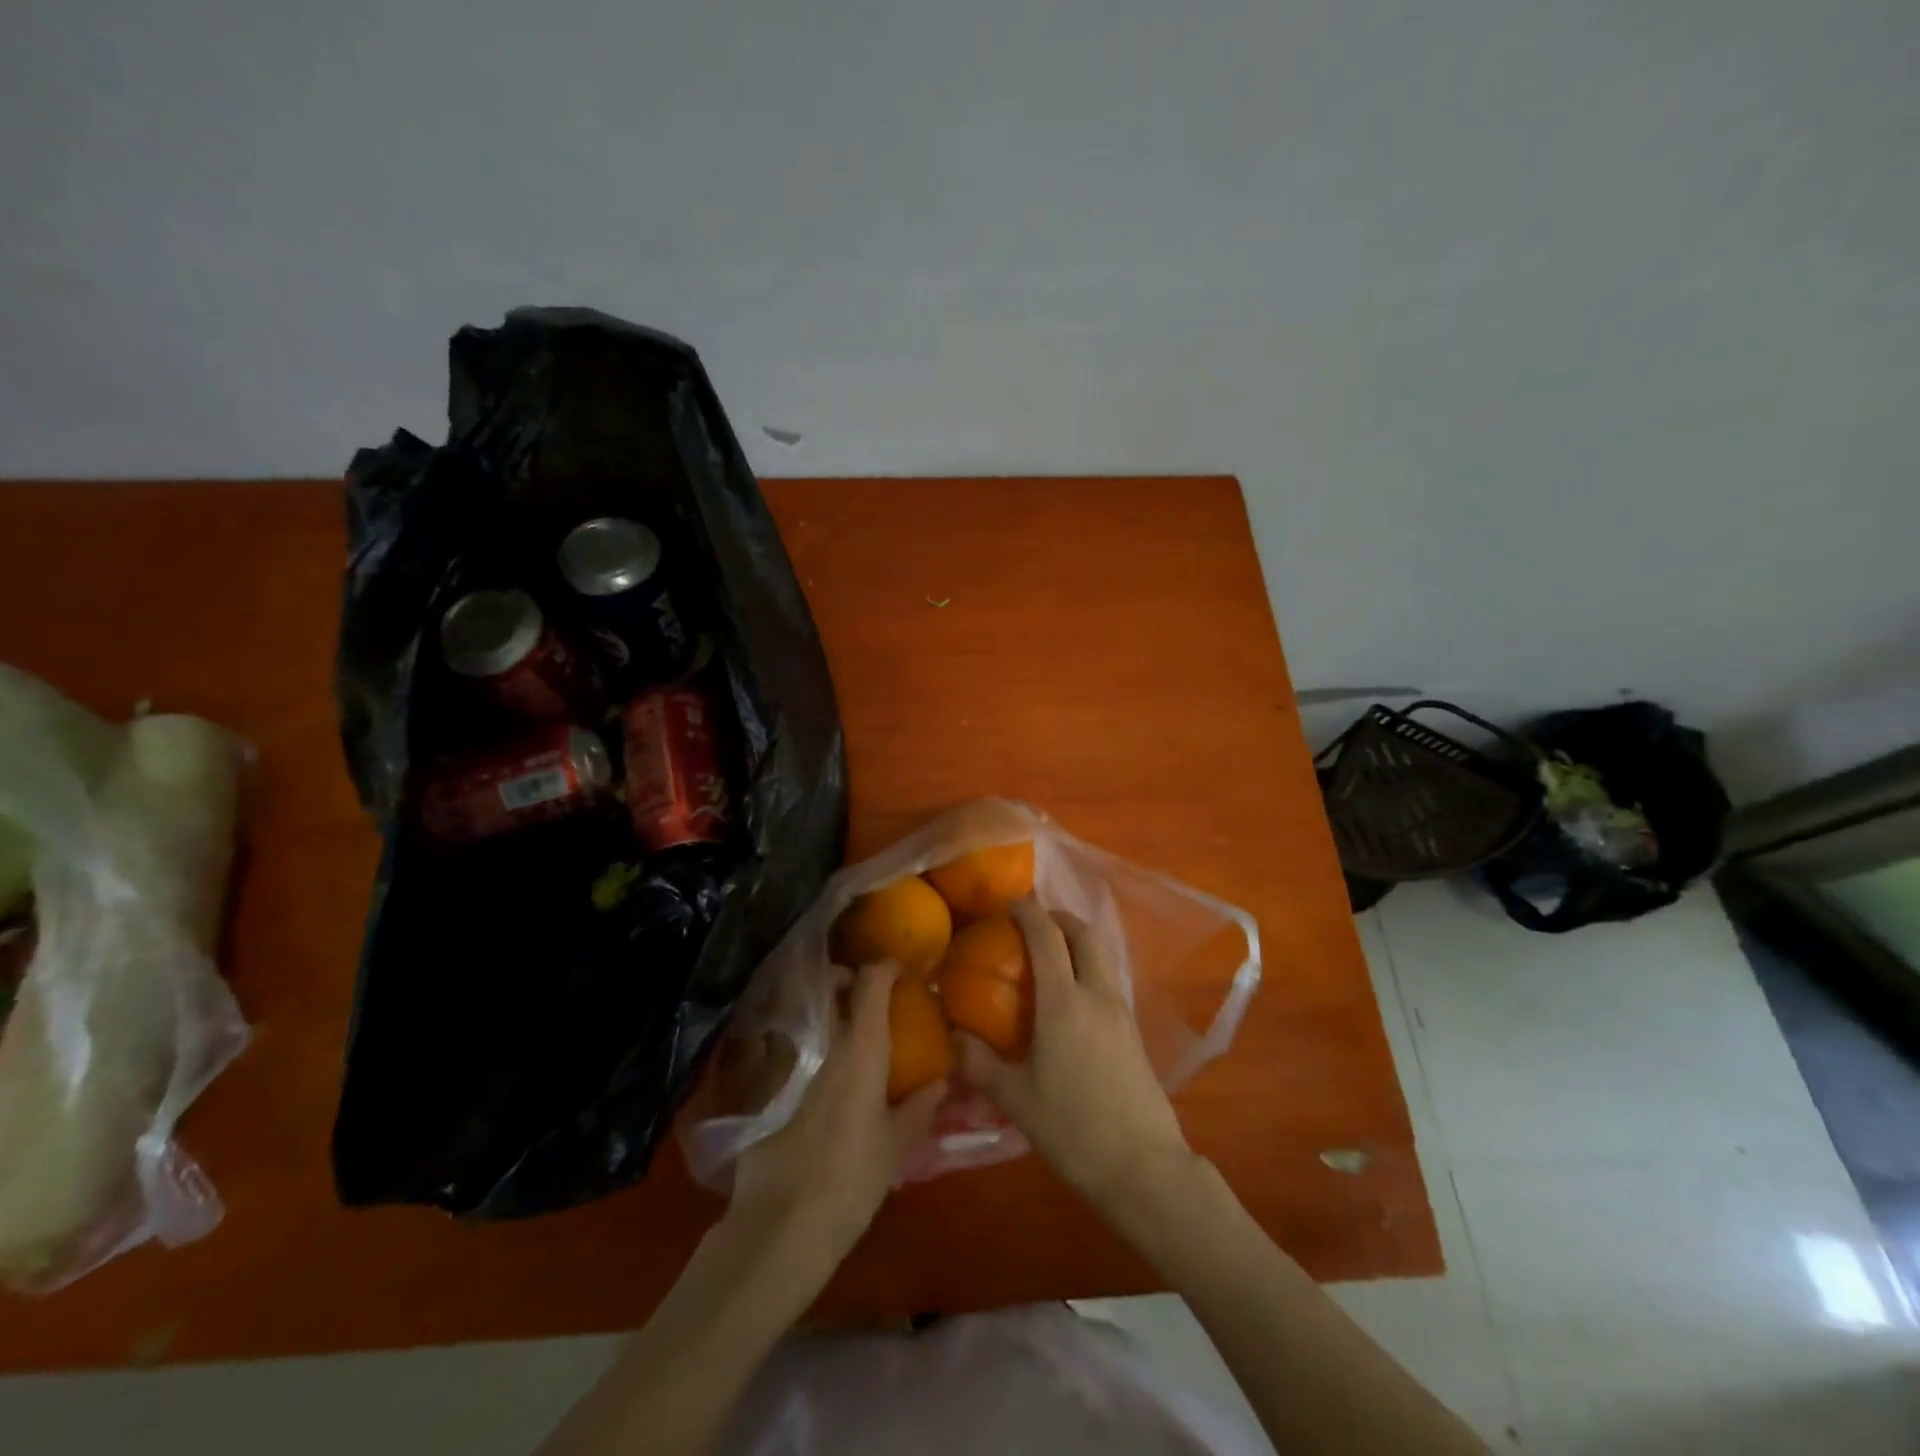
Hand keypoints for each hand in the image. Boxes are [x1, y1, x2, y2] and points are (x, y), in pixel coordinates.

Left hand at [727, 961, 944, 1273]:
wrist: (780, 1228)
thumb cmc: (852, 1181)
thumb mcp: (897, 1146)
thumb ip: (920, 1107)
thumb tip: (939, 1081)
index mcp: (862, 1050)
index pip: (870, 984)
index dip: (884, 968)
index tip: (901, 969)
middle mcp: (828, 1049)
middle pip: (834, 992)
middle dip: (851, 982)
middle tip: (876, 996)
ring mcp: (798, 1071)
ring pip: (819, 1024)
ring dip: (838, 1018)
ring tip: (862, 1039)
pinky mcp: (777, 1096)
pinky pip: (805, 1057)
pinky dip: (822, 1053)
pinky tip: (836, 1082)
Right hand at [954, 900, 1192, 1209]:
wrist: (1144, 1168)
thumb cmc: (1073, 1129)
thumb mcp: (1016, 1100)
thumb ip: (980, 1063)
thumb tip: (952, 1036)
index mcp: (1064, 1004)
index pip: (1047, 939)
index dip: (1029, 912)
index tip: (1011, 904)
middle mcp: (1097, 996)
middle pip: (1085, 935)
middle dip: (1060, 918)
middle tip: (1034, 923)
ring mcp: (1121, 1013)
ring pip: (1103, 956)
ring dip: (1078, 942)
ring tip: (1051, 956)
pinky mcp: (1134, 1033)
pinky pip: (1109, 981)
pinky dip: (1089, 969)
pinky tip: (1071, 999)